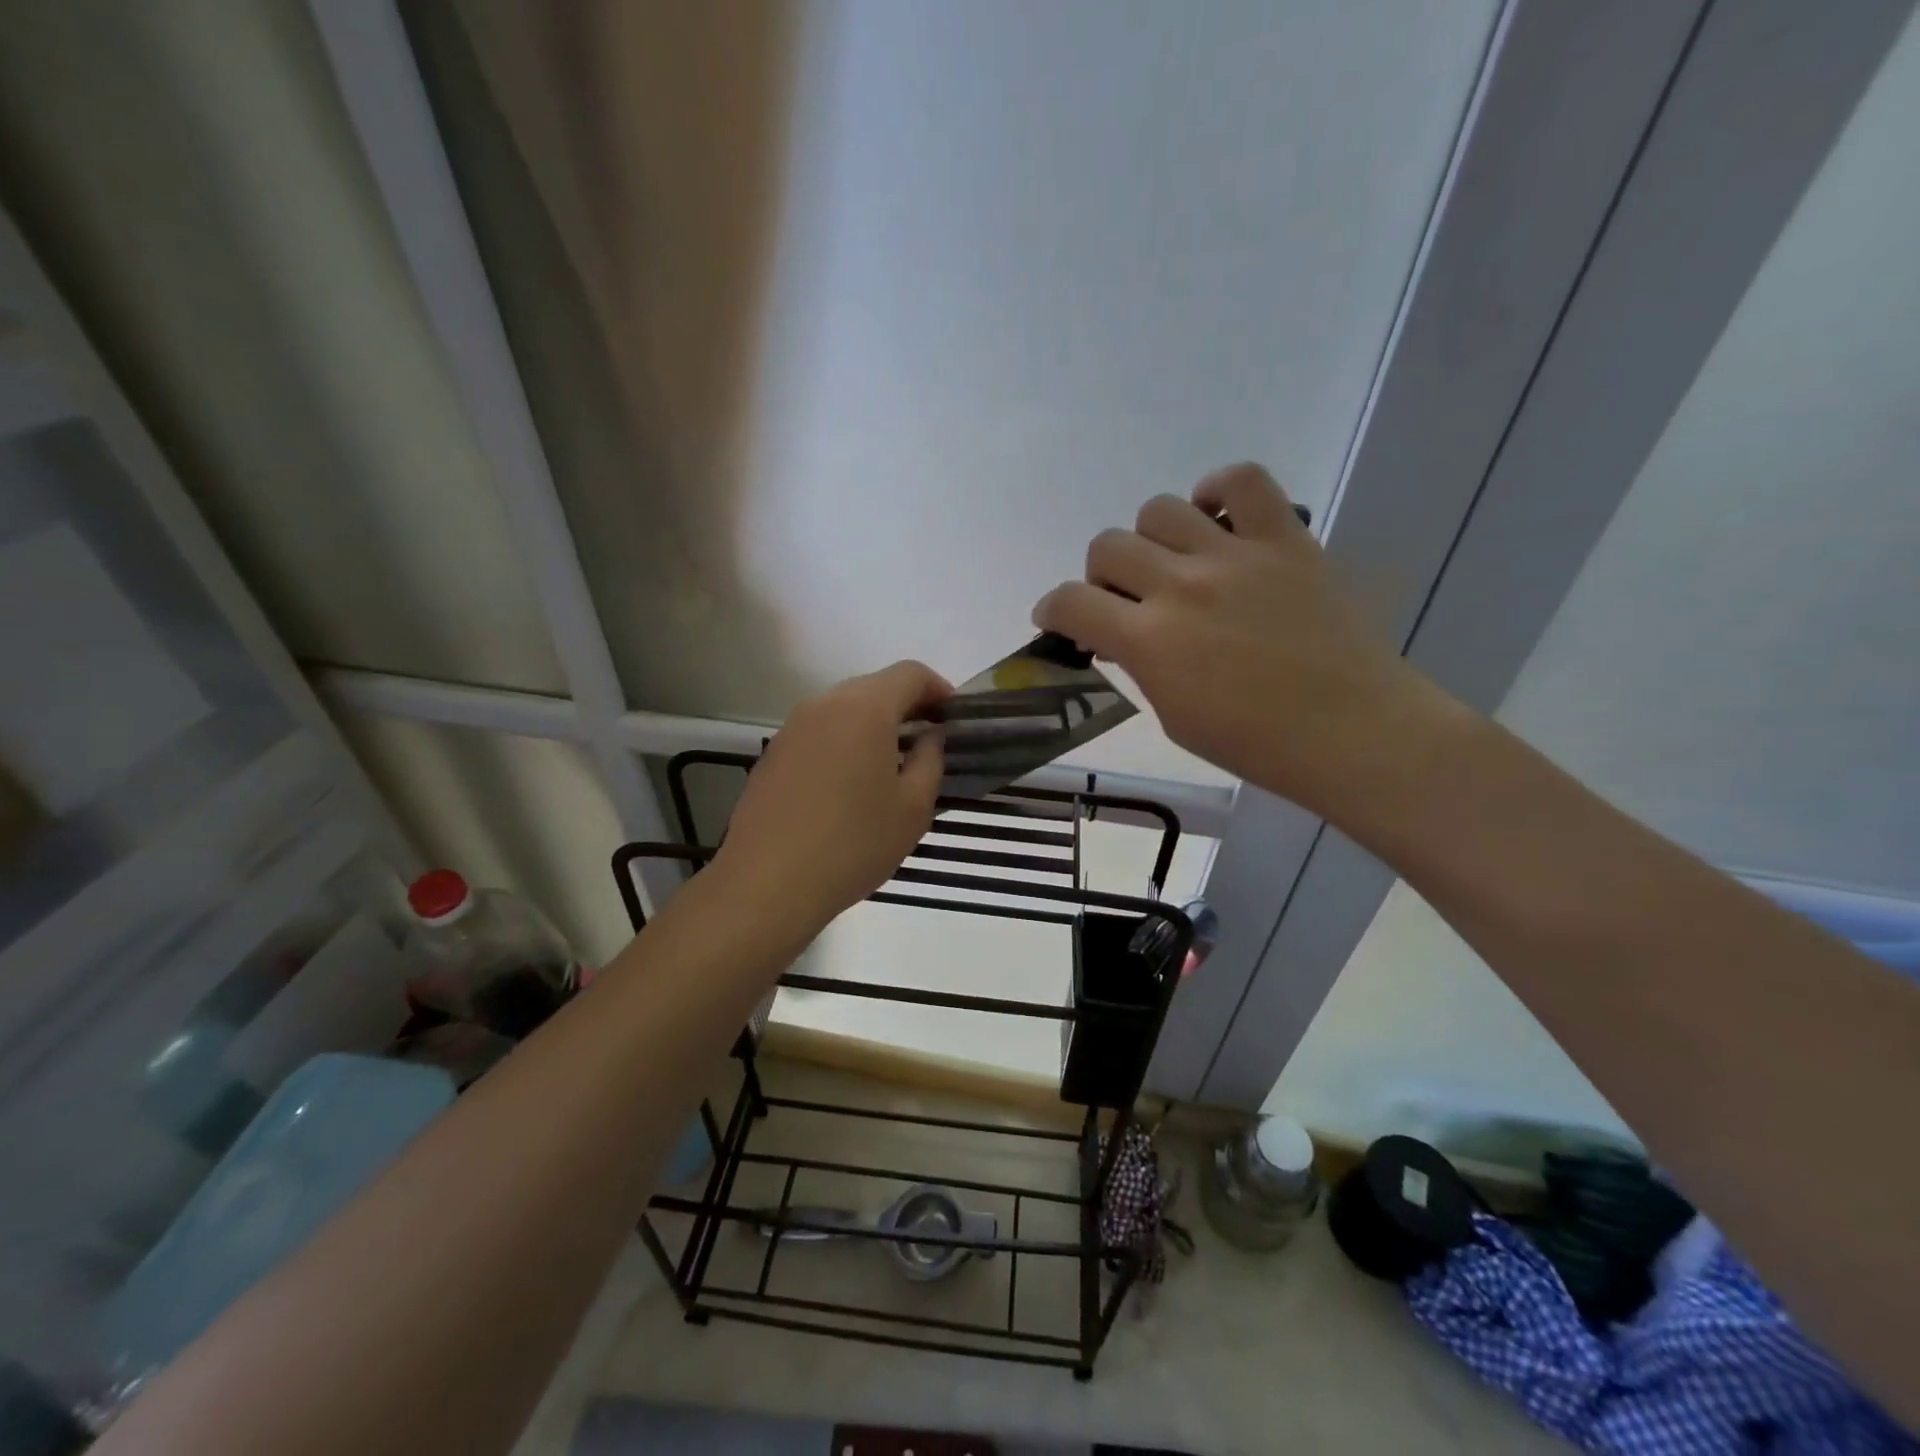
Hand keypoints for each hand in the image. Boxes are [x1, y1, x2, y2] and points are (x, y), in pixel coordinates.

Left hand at [714, 661, 950, 936]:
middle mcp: (825, 704)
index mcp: (865, 709)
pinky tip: (851, 783)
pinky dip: (844, 741)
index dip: (938, 688)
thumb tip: (931, 737)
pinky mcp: (774, 753)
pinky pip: (820, 732)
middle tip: (928, 740)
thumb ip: (931, 760)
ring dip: (874, 724)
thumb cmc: (854, 843)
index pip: (910, 673)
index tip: (954, 717)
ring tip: (892, 763)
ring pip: (844, 708)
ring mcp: (792, 727)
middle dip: (906, 705)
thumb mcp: (913, 808)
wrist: (768, 883)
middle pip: (875, 686)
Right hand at [1032, 464, 1455, 817]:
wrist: (1352, 730)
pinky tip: (1215, 520)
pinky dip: (1217, 491)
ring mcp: (1235, 555)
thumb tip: (1121, 635)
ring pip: (1158, 509)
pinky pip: (1242, 481)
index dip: (1053, 608)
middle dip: (1101, 578)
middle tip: (1125, 602)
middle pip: (1107, 547)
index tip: (1059, 620)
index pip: (1070, 601)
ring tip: (1172, 564)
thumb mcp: (1173, 715)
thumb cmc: (1255, 742)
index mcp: (1150, 641)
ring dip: (1150, 540)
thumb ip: (1139, 665)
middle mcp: (1182, 586)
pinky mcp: (1284, 538)